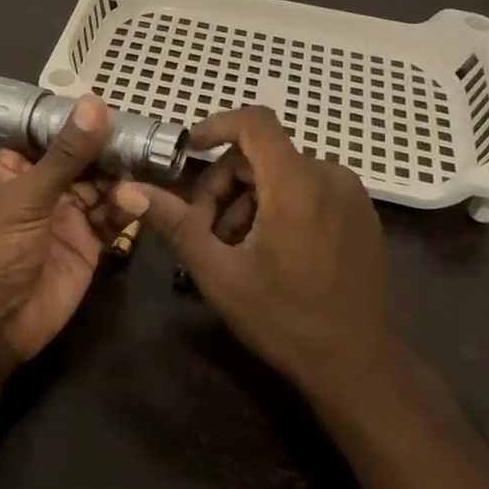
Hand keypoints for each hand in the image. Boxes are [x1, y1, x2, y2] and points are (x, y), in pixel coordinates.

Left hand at [0, 96, 146, 362]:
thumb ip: (66, 154)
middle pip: (82, 158)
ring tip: (142, 171)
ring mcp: (65, 215)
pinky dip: (126, 209)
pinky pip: (112, 217)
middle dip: (109, 150)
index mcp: (12, 168)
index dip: (80, 121)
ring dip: (121, 179)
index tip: (117, 105)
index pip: (50, 133)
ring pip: (101, 186)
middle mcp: (40, 187)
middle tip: (144, 138)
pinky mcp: (87, 243)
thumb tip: (95, 104)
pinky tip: (136, 204)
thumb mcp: (28, 196)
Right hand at [124, 106, 394, 397]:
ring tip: (234, 249)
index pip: (254, 122)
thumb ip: (175, 223)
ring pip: (283, 173)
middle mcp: (330, 177)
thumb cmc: (284, 319)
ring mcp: (352, 196)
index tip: (187, 150)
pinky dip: (279, 206)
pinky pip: (309, 189)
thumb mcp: (219, 273)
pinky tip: (268, 250)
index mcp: (297, 184)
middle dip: (224, 184)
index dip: (216, 126)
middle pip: (262, 154)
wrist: (357, 366)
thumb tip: (127, 190)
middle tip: (205, 231)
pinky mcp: (361, 214)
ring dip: (249, 200)